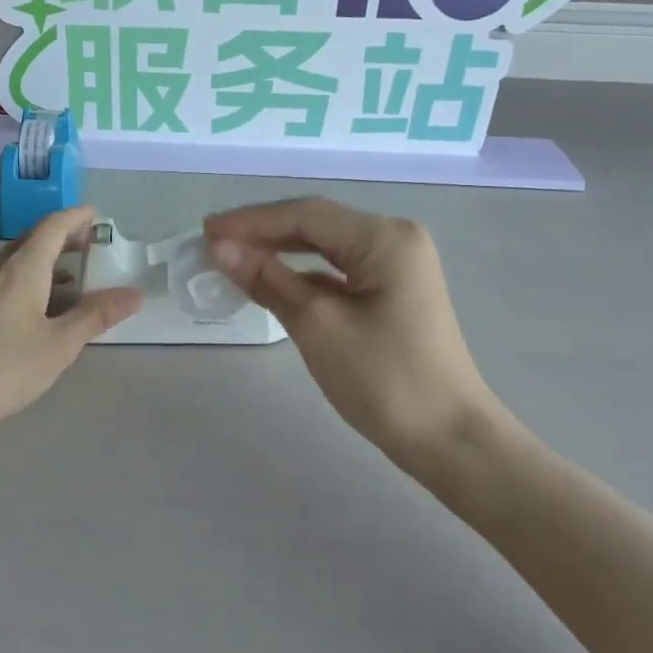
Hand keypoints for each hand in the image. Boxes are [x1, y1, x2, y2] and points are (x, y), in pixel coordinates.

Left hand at [0, 205, 141, 431]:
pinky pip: (5, 283)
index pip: (52, 226)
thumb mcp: (60, 343)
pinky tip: (38, 311)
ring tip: (72, 279)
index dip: (76, 217)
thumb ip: (96, 316)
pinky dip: (30, 282)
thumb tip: (133, 293)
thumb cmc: (4, 366)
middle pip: (32, 240)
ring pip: (17, 263)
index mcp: (23, 268)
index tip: (97, 215)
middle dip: (62, 237)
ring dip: (46, 262)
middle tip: (90, 245)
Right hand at [205, 198, 506, 466]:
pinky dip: (301, 275)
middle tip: (212, 243)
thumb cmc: (384, 379)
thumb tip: (220, 248)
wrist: (447, 438)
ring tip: (232, 259)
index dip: (251, 221)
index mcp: (384, 237)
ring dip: (279, 253)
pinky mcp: (391, 292)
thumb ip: (268, 279)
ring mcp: (396, 266)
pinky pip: (338, 271)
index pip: (306, 214)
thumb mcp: (317, 325)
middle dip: (262, 233)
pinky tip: (271, 283)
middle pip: (316, 225)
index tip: (204, 231)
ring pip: (325, 247)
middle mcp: (394, 239)